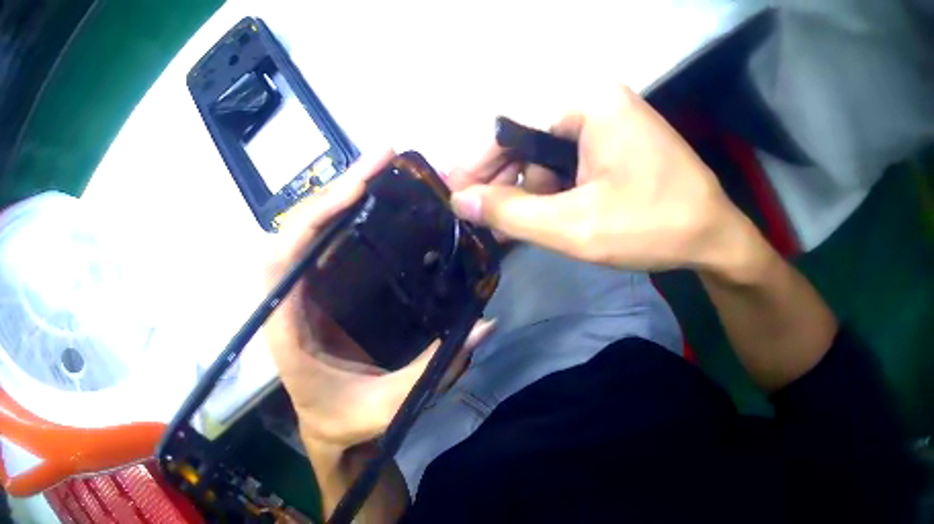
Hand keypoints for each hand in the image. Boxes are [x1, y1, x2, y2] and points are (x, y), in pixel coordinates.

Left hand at [265, 151, 492, 448]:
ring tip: (384, 170)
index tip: (356, 188)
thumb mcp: (388, 407)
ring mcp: (304, 291)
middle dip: (335, 190)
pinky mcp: (321, 291)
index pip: (284, 260)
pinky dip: (350, 217)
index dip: (314, 218)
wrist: (326, 428)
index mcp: (285, 327)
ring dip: (343, 195)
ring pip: (312, 230)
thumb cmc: (343, 420)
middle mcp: (287, 299)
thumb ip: (433, 371)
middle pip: (298, 231)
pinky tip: (380, 202)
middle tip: (383, 157)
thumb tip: (484, 326)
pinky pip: (329, 244)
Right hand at [449, 85, 751, 273]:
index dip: (478, 165)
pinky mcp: (622, 135)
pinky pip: (575, 155)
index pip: (512, 127)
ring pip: (552, 150)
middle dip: (507, 181)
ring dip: (533, 189)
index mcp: (587, 102)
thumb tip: (460, 200)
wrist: (716, 237)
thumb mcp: (576, 226)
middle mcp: (597, 97)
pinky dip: (559, 185)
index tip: (452, 195)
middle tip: (481, 220)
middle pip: (532, 137)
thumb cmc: (653, 225)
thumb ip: (512, 212)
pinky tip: (548, 214)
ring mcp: (612, 115)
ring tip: (514, 227)